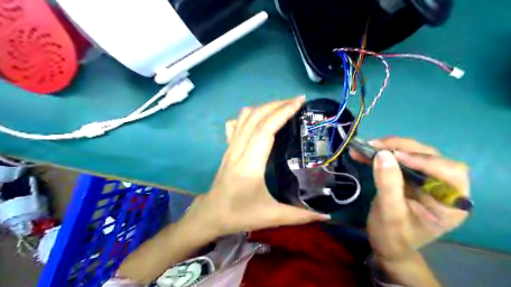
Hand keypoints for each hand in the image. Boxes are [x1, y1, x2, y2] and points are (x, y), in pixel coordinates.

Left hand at [182, 97, 328, 240]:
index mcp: (250, 163)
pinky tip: (260, 119)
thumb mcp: (271, 217)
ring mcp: (231, 147)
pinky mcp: (228, 148)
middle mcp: (239, 149)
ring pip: (245, 117)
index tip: (300, 102)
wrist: (210, 214)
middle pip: (256, 117)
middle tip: (297, 102)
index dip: (283, 112)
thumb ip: (300, 216)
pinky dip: (250, 115)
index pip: (266, 129)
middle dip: (277, 104)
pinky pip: (237, 124)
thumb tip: (327, 215)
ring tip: (282, 108)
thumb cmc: (239, 215)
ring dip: (264, 107)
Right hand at [350, 137, 468, 261]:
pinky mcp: (410, 176)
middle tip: (374, 145)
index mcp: (450, 203)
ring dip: (389, 147)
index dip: (424, 160)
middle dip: (401, 148)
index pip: (449, 172)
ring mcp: (426, 180)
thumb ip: (388, 184)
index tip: (394, 155)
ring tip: (366, 146)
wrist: (386, 244)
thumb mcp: (390, 213)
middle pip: (429, 157)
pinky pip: (398, 159)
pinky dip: (381, 153)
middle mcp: (443, 187)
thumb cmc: (392, 236)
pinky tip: (364, 152)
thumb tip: (382, 154)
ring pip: (412, 153)